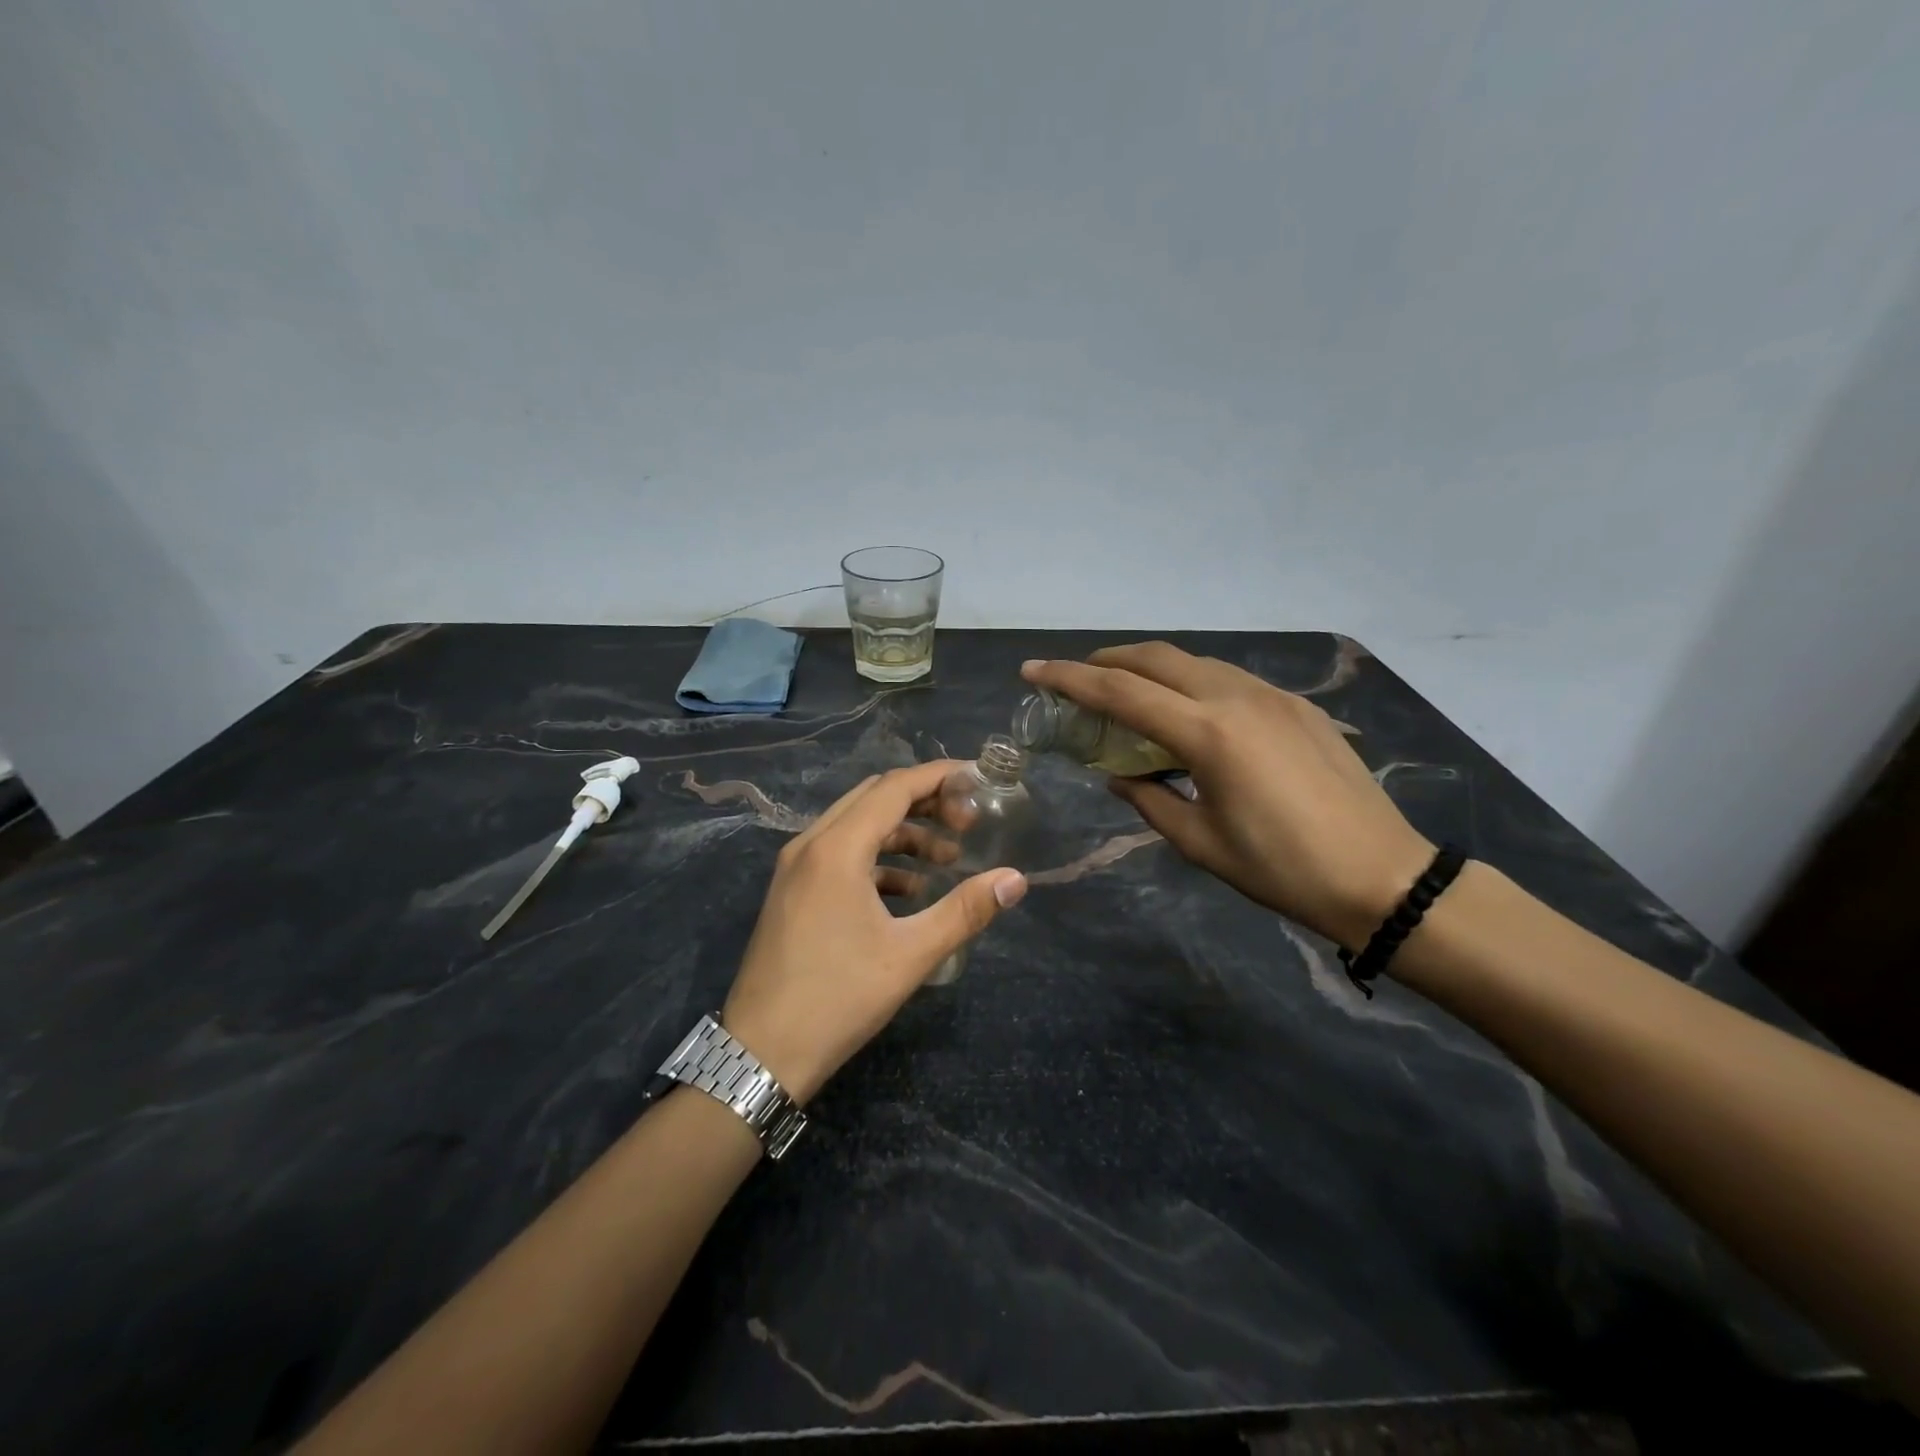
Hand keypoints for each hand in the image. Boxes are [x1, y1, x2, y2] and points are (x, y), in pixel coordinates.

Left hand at [721, 761, 1026, 1104]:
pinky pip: (841, 855)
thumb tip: (1015, 880)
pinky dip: (879, 859)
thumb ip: (965, 911)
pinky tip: (910, 891)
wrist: (761, 1053)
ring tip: (947, 860)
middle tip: (967, 822)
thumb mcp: (910, 954)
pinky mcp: (793, 891)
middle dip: (924, 802)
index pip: (895, 788)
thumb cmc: (838, 998)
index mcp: (837, 848)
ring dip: (903, 833)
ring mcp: (796, 868)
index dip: (939, 777)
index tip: (978, 778)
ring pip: (856, 826)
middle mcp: (811, 844)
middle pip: (874, 798)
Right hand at [1022, 644, 1432, 949]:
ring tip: (1128, 694)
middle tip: (1077, 679)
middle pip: (1156, 658)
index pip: (1121, 692)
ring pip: (1195, 662)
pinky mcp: (1298, 706)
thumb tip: (1120, 776)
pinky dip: (1191, 683)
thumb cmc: (1282, 869)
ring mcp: (1272, 696)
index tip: (1032, 671)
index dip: (1069, 678)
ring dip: (1151, 669)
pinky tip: (1189, 713)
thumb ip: (1150, 800)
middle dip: (1108, 660)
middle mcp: (1236, 697)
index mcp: (1207, 733)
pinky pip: (1229, 679)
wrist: (1382, 876)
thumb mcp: (1201, 843)